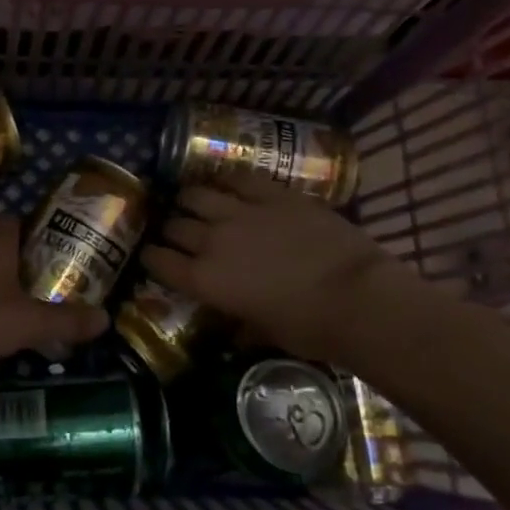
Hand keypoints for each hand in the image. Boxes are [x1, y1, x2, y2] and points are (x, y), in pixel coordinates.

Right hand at [143, 176, 445, 364]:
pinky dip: (226, 180)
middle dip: (170, 229)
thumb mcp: (265, 331)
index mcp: (205, 281)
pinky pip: (238, 178)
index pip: (160, 262)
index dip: (152, 258)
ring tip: (192, 201)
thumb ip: (241, 321)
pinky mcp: (272, 193)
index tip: (152, 256)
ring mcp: (241, 212)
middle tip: (176, 231)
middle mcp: (213, 241)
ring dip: (190, 200)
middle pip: (175, 225)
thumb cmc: (310, 327)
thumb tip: (236, 326)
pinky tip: (225, 182)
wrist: (357, 296)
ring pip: (197, 194)